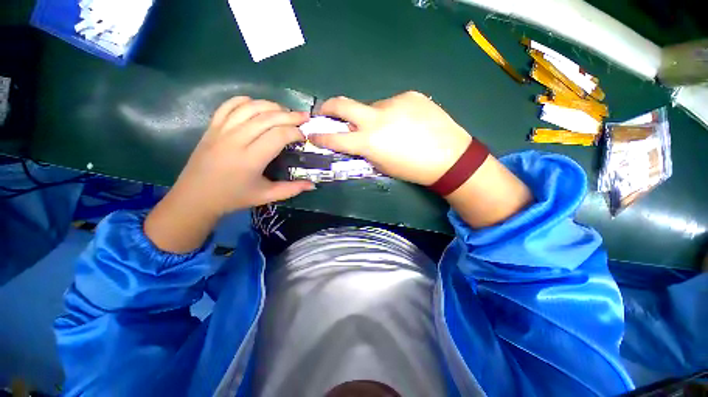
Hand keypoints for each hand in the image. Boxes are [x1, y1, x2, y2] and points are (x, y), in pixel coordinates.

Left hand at [144, 97, 313, 252]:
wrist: (195, 197)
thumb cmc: (234, 198)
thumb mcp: (266, 196)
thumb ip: (292, 189)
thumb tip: (313, 185)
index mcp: (251, 159)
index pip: (278, 135)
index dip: (295, 132)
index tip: (304, 136)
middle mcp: (236, 140)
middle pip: (267, 117)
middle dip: (290, 115)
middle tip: (304, 117)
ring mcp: (221, 130)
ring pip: (250, 107)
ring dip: (271, 105)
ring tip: (285, 111)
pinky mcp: (212, 127)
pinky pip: (229, 105)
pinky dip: (246, 101)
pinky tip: (258, 106)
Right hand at [309, 91, 472, 185]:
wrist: (449, 157)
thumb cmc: (413, 169)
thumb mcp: (382, 165)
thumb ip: (364, 149)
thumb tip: (354, 138)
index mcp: (370, 142)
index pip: (336, 138)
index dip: (321, 137)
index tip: (312, 134)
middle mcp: (377, 118)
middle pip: (342, 104)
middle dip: (328, 107)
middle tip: (325, 111)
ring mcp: (394, 102)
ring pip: (372, 107)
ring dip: (372, 117)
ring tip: (390, 128)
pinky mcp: (409, 95)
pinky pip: (392, 103)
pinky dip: (391, 113)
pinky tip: (406, 122)